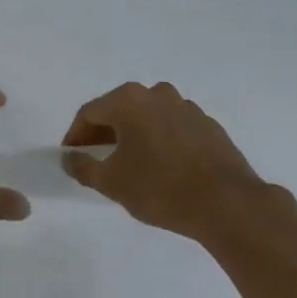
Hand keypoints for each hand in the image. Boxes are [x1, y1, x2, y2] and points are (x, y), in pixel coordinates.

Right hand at [61, 81, 265, 240]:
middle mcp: (156, 93)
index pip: (90, 112)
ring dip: (134, 136)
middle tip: (97, 161)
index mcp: (129, 100)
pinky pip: (173, 128)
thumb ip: (83, 167)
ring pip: (148, 117)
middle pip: (119, 110)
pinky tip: (163, 168)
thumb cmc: (160, 188)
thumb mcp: (112, 182)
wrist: (227, 203)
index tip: (72, 157)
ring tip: (131, 166)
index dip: (76, 135)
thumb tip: (69, 158)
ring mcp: (186, 107)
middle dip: (104, 134)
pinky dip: (160, 141)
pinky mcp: (208, 125)